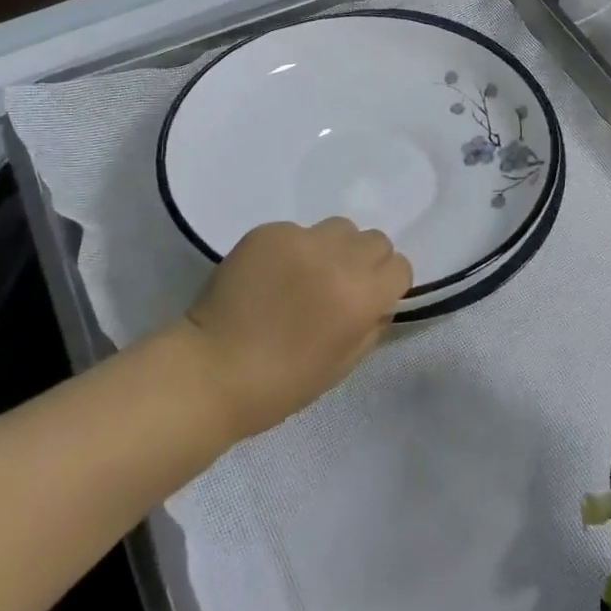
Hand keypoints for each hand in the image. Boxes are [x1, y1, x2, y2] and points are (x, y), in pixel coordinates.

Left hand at [182, 218, 411, 439]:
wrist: (210, 371)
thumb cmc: (281, 383)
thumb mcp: (342, 365)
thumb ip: (372, 326)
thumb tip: (381, 301)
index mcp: (360, 296)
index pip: (399, 266)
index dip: (387, 285)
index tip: (369, 300)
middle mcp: (336, 259)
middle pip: (375, 240)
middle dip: (365, 262)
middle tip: (338, 286)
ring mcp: (300, 239)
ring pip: (339, 228)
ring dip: (333, 249)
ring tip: (306, 275)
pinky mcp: (268, 231)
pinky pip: (298, 230)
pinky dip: (294, 249)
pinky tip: (272, 275)